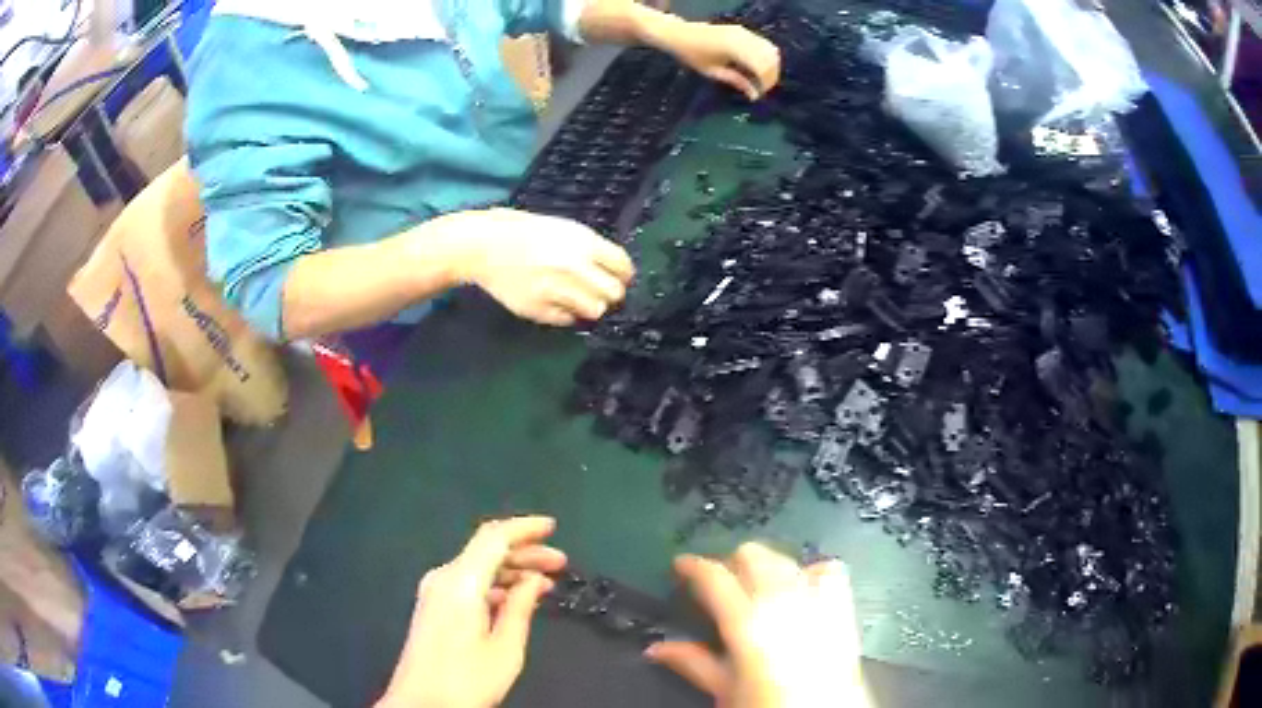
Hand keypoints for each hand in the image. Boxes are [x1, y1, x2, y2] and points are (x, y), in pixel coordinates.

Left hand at [376, 517, 567, 707]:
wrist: (420, 704)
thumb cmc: (466, 680)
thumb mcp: (504, 649)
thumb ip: (520, 608)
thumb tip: (534, 579)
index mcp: (460, 582)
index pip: (493, 538)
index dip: (525, 528)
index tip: (553, 527)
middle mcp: (443, 578)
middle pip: (485, 550)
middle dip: (525, 552)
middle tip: (560, 563)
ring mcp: (434, 592)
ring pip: (477, 566)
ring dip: (511, 570)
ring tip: (545, 584)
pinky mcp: (433, 607)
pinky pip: (468, 583)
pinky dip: (495, 584)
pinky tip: (516, 600)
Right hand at [450, 208, 633, 325]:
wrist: (484, 245)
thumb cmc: (526, 233)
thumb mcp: (564, 229)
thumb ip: (591, 249)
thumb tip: (616, 272)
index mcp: (583, 242)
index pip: (623, 266)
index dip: (624, 275)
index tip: (619, 278)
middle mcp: (573, 266)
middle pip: (614, 293)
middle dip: (611, 294)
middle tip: (599, 292)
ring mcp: (555, 290)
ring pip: (594, 310)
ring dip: (589, 306)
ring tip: (577, 299)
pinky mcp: (539, 309)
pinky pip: (567, 320)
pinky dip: (565, 314)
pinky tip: (554, 301)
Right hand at [647, 543, 871, 707]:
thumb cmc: (768, 707)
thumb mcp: (725, 691)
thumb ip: (692, 663)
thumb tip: (656, 648)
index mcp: (748, 622)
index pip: (714, 576)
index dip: (693, 565)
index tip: (680, 566)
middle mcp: (784, 601)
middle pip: (753, 555)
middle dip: (731, 563)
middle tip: (717, 585)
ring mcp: (818, 600)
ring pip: (787, 558)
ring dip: (766, 565)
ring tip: (755, 587)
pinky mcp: (843, 606)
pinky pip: (828, 569)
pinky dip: (810, 572)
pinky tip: (800, 588)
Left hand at [668, 24, 780, 100]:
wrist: (680, 34)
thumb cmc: (692, 54)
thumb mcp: (713, 72)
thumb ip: (736, 81)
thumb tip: (754, 95)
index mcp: (735, 47)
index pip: (763, 66)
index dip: (765, 82)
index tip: (759, 94)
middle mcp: (744, 37)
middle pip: (771, 58)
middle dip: (771, 75)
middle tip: (761, 89)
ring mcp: (745, 32)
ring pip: (771, 50)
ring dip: (771, 66)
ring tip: (760, 79)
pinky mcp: (744, 31)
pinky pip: (764, 44)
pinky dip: (766, 57)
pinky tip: (757, 67)